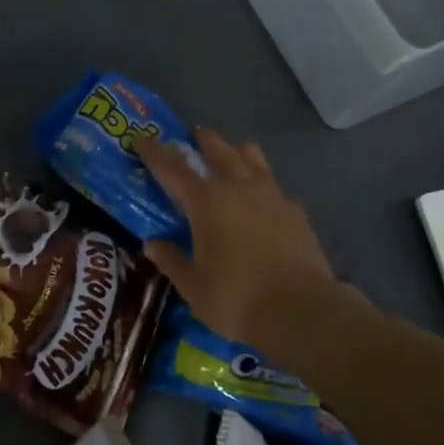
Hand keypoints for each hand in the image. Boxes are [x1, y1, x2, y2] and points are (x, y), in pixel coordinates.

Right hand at [137, 130, 336, 348]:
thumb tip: (152, 244)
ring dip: (237, 151)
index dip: (155, 152)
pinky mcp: (295, 211)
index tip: (142, 138)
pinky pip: (274, 185)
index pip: (173, 168)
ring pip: (252, 158)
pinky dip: (262, 183)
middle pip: (218, 151)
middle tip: (194, 134)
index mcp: (206, 203)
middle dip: (203, 140)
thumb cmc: (237, 299)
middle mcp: (237, 188)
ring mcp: (271, 195)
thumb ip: (172, 261)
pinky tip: (263, 197)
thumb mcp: (194, 287)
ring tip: (234, 152)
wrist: (302, 310)